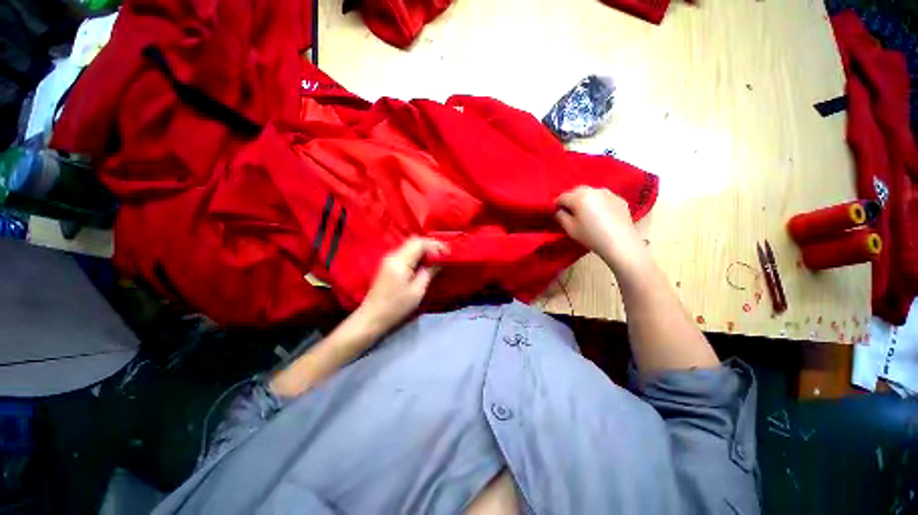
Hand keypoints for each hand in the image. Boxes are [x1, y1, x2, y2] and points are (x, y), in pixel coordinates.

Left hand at [356, 237, 447, 334]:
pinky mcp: (388, 264)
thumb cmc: (396, 306)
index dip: (435, 245)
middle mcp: (393, 255)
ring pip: (410, 246)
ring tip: (437, 258)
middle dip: (431, 245)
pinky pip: (406, 253)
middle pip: (414, 241)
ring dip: (425, 249)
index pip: (420, 243)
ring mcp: (389, 259)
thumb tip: (440, 262)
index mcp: (400, 261)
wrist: (372, 316)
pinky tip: (425, 263)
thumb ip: (429, 272)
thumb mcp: (417, 291)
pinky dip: (417, 254)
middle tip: (444, 255)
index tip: (447, 254)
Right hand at [554, 186, 643, 266]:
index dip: (556, 204)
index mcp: (580, 197)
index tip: (556, 213)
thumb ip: (560, 216)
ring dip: (584, 200)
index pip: (562, 196)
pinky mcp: (619, 199)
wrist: (621, 243)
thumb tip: (557, 210)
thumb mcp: (570, 229)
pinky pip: (603, 198)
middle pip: (576, 191)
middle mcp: (594, 190)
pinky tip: (600, 215)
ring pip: (591, 193)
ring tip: (585, 213)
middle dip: (570, 199)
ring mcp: (609, 193)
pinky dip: (598, 203)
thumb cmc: (592, 236)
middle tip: (569, 212)